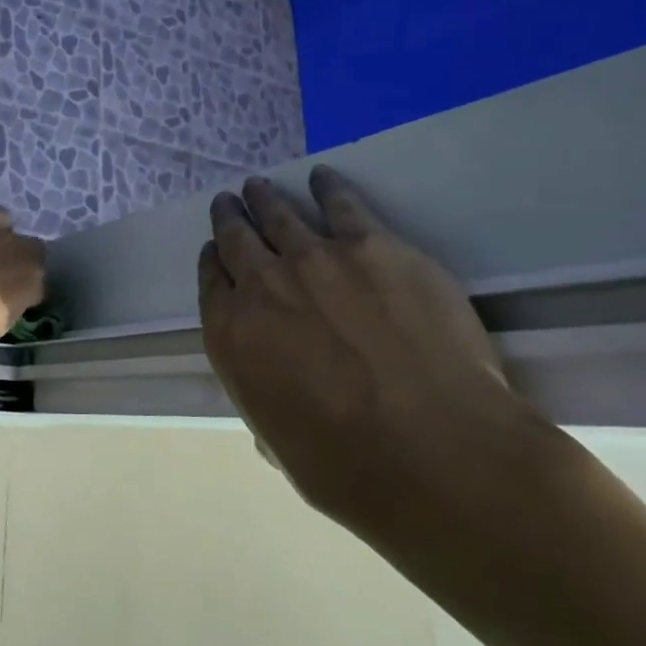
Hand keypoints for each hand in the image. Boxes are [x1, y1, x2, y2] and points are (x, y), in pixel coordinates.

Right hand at [199, 168, 546, 537]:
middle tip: (229, 203)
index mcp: (231, 333)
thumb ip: (265, 393)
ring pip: (280, 214)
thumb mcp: (277, 440)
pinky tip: (322, 178)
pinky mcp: (373, 245)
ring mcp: (317, 258)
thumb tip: (277, 380)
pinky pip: (341, 204)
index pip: (212, 282)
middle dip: (230, 219)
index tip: (216, 251)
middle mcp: (263, 284)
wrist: (434, 449)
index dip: (213, 262)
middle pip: (237, 238)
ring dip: (265, 198)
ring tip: (259, 186)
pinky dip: (327, 188)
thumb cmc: (348, 467)